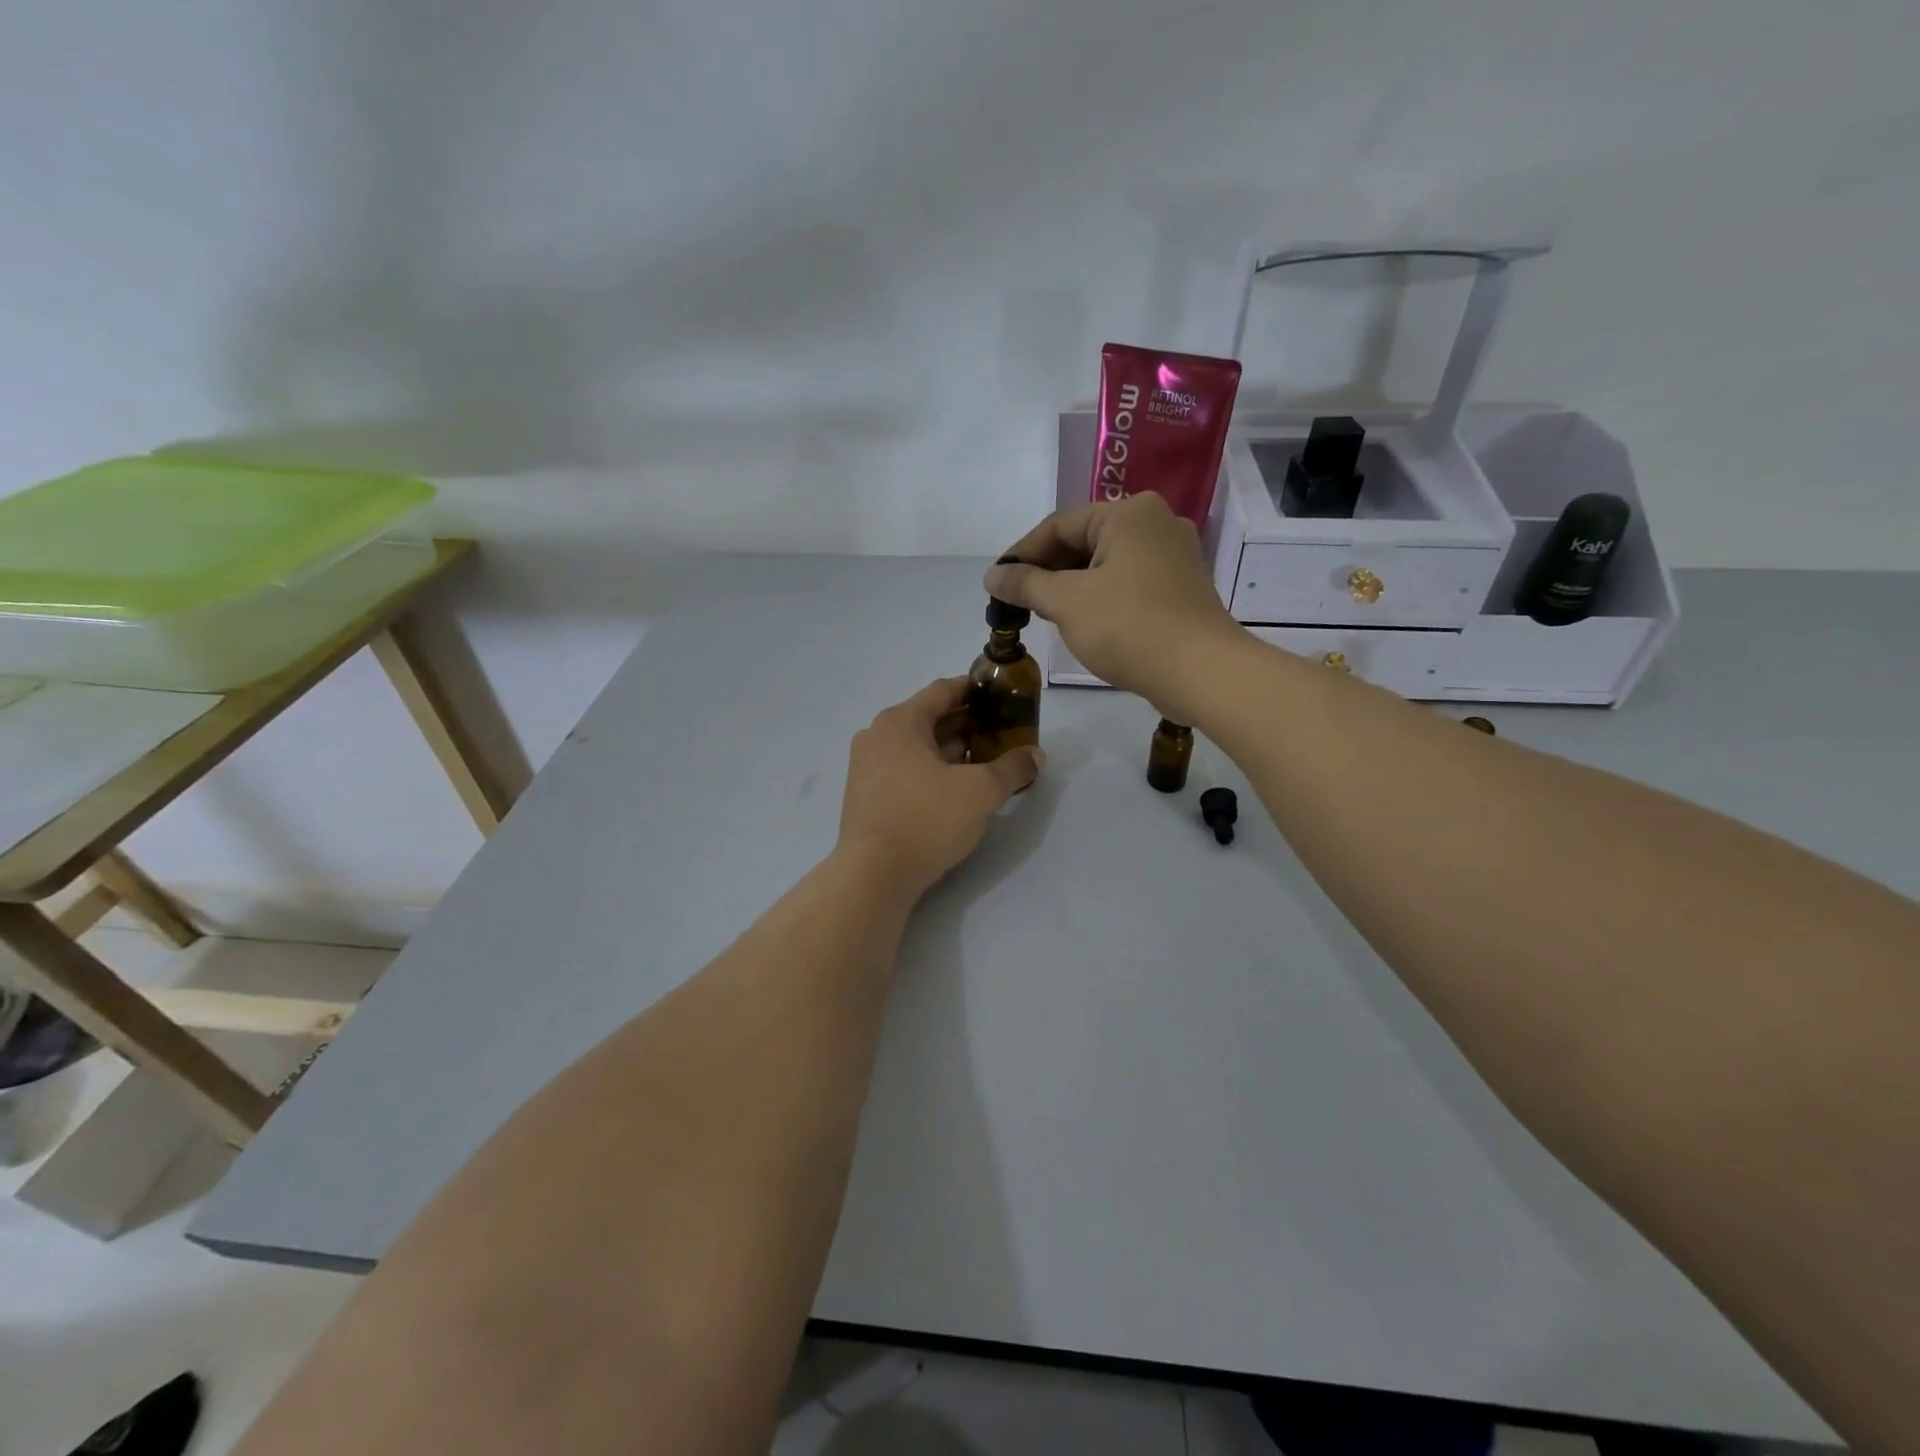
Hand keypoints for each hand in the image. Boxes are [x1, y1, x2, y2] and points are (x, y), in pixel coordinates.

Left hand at [837, 678, 1043, 899]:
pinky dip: (933, 771)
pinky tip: (958, 787)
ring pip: (918, 748)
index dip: (975, 690)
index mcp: (900, 722)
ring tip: (988, 760)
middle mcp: (878, 736)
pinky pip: (906, 770)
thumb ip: (1012, 768)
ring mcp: (867, 767)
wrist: (874, 875)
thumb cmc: (927, 818)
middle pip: (930, 719)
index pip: (943, 691)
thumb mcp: (980, 791)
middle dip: (968, 724)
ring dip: (952, 750)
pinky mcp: (867, 797)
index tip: (1002, 695)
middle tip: (1003, 732)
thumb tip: (1036, 756)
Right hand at [986, 494, 1243, 721]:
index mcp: (1129, 513)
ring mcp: (1174, 555)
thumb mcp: (1067, 602)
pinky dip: (1100, 595)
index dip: (1022, 554)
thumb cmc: (1128, 627)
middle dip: (1048, 570)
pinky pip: (1128, 581)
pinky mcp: (1182, 586)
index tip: (997, 583)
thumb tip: (993, 575)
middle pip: (1085, 540)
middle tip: (1019, 601)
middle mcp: (1156, 522)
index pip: (1059, 524)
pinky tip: (1083, 621)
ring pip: (1106, 563)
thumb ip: (1026, 584)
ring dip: (1072, 585)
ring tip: (1045, 613)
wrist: (1201, 671)